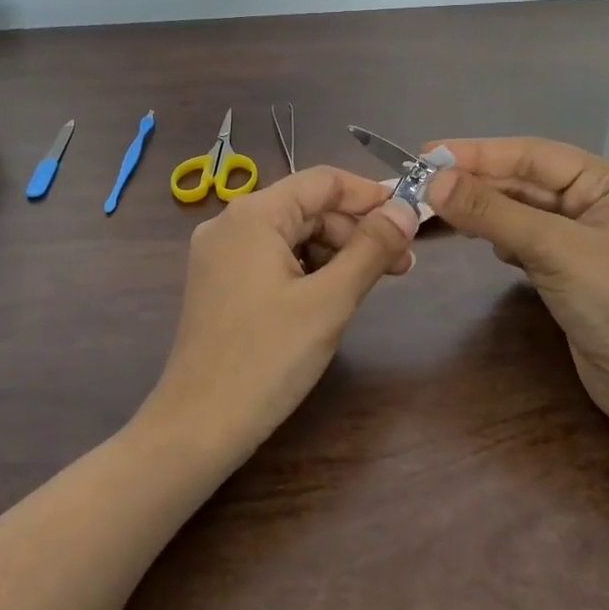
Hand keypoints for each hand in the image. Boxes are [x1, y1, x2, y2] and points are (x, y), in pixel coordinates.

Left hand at [136, 166, 418, 465]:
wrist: (197, 427)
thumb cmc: (267, 359)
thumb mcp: (329, 301)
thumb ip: (371, 249)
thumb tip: (406, 209)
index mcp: (253, 214)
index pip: (322, 181)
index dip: (370, 195)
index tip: (411, 218)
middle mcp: (230, 223)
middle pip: (307, 208)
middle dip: (356, 231)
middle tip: (402, 264)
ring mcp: (220, 255)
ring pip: (292, 235)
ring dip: (336, 252)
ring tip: (374, 282)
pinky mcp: (219, 283)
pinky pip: (273, 259)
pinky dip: (309, 269)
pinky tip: (333, 295)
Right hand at [423, 138, 608, 438]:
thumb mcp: (554, 250)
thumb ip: (492, 212)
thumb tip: (433, 181)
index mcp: (604, 183)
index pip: (530, 154)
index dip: (476, 152)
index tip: (426, 153)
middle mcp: (592, 203)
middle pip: (522, 181)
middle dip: (475, 181)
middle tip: (419, 182)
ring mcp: (579, 240)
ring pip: (519, 211)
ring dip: (482, 208)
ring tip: (437, 206)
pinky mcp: (566, 272)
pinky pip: (522, 240)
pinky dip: (496, 236)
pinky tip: (477, 239)